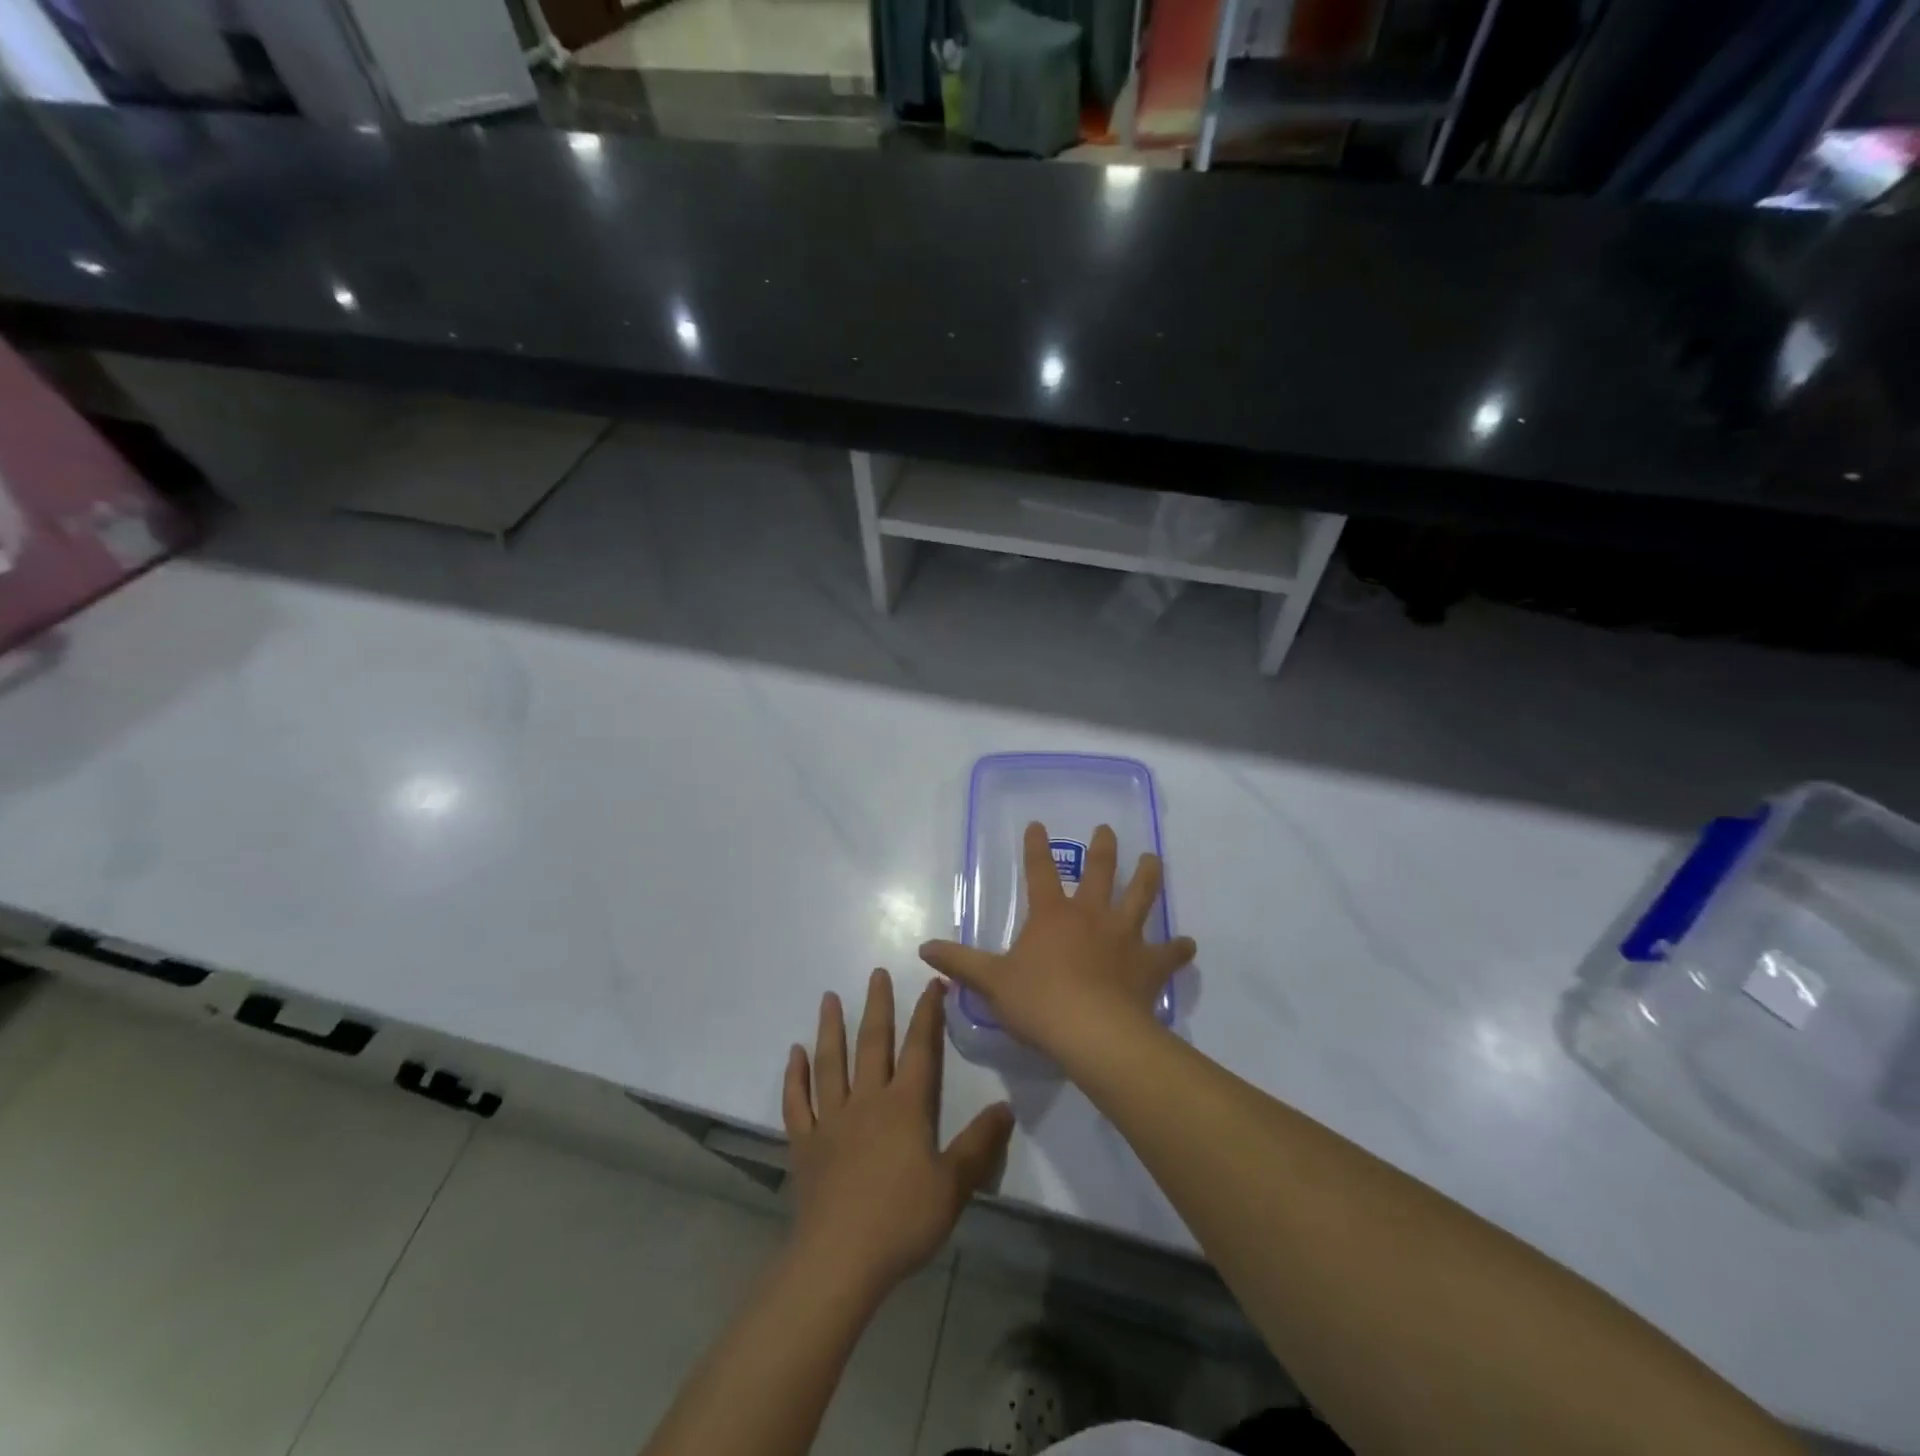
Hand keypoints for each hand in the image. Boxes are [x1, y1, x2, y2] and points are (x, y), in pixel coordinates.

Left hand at [783, 969, 1013, 1298]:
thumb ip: (980, 1145)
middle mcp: (867, 1101)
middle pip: (872, 1043)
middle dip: (878, 1006)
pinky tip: (794, 1054)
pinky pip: (797, 1103)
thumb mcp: (954, 1185)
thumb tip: (1006, 1107)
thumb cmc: (902, 1220)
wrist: (839, 1260)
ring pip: (831, 1063)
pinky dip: (794, 1077)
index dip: (928, 1014)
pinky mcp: (805, 1144)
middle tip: (876, 972)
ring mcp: (831, 1120)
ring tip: (829, 998)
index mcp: (905, 1106)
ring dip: (830, 1028)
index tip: (933, 983)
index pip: (920, 1048)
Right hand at [919, 822, 1196, 1059]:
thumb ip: (960, 962)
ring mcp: (1124, 937)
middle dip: (1102, 849)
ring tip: (1154, 860)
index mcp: (1052, 915)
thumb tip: (923, 949)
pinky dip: (1178, 949)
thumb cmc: (1038, 1002)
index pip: (1040, 871)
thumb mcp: (991, 982)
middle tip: (1107, 830)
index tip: (1038, 825)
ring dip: (1147, 878)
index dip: (1036, 847)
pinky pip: (1168, 953)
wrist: (1092, 1033)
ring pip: (1140, 898)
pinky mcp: (1149, 965)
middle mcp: (1091, 916)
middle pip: (1099, 873)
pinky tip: (1188, 944)